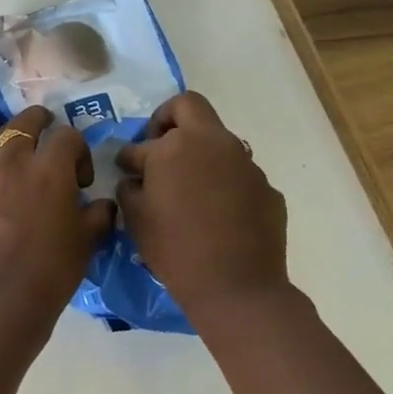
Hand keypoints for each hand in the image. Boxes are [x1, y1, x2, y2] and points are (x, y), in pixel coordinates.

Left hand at [0, 107, 116, 319]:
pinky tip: (12, 193)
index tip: (83, 181)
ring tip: (30, 162)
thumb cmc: (50, 271)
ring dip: (18, 142)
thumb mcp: (86, 242)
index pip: (67, 136)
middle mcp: (14, 163)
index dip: (80, 152)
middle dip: (42, 124)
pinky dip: (2, 168)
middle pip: (25, 123)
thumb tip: (99, 204)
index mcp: (48, 167)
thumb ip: (97, 215)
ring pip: (1, 140)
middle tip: (53, 142)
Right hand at [116, 92, 288, 312]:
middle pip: (188, 106)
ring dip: (198, 155)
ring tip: (188, 190)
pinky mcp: (266, 187)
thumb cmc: (174, 249)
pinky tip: (216, 214)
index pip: (140, 144)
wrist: (236, 286)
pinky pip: (236, 175)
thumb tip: (136, 179)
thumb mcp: (135, 218)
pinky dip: (222, 184)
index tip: (126, 171)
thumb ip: (129, 188)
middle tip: (158, 149)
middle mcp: (213, 143)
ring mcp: (245, 163)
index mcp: (173, 147)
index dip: (128, 158)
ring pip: (217, 142)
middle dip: (167, 120)